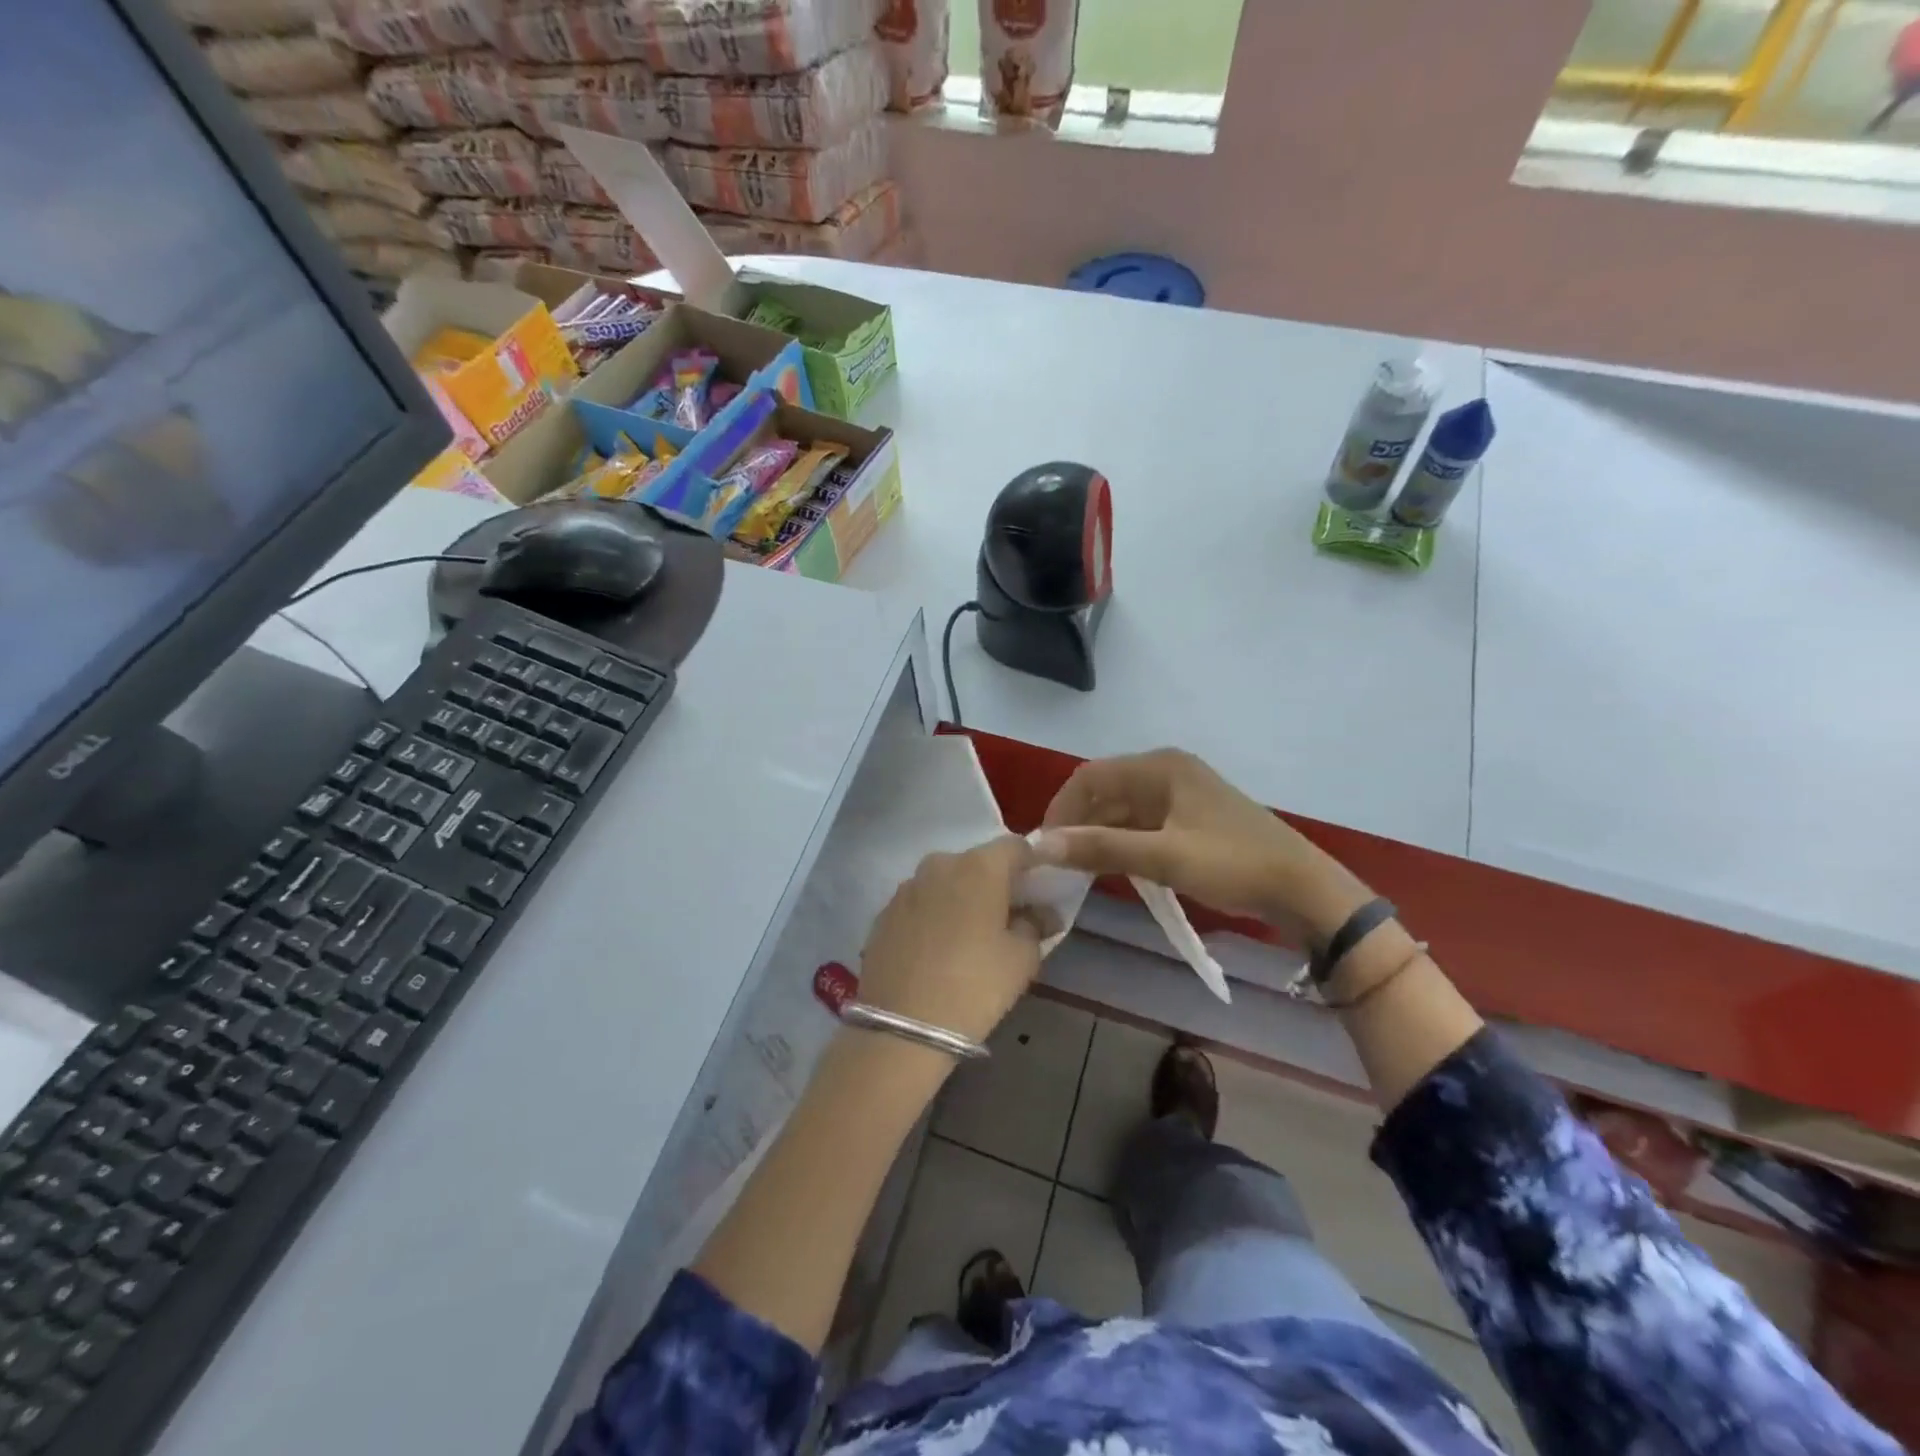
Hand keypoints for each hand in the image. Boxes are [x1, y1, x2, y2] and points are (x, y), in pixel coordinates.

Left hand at [857, 837, 1046, 1045]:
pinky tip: (937, 950)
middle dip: (994, 884)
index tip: (1038, 893)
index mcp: (979, 866)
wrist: (902, 1026)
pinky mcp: (884, 912)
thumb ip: (1036, 925)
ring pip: (945, 882)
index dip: (1031, 865)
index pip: (1015, 847)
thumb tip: (1042, 913)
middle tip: (1006, 919)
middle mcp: (940, 864)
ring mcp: (906, 887)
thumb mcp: (1022, 959)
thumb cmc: (975, 985)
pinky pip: (920, 904)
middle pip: (977, 863)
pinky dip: (933, 916)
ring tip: (968, 938)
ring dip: (961, 899)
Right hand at [1036, 749, 1371, 941]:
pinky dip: (1122, 843)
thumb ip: (1101, 848)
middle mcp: (1167, 771)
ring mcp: (1181, 795)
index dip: (1061, 809)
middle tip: (1057, 863)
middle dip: (1078, 824)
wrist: (1304, 890)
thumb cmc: (1233, 864)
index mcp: (1160, 767)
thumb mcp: (1163, 857)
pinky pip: (1142, 824)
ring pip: (1122, 810)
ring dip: (1099, 835)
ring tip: (1078, 870)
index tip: (1044, 847)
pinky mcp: (1191, 818)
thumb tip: (1040, 845)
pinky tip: (1112, 868)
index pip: (1090, 778)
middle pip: (1105, 792)